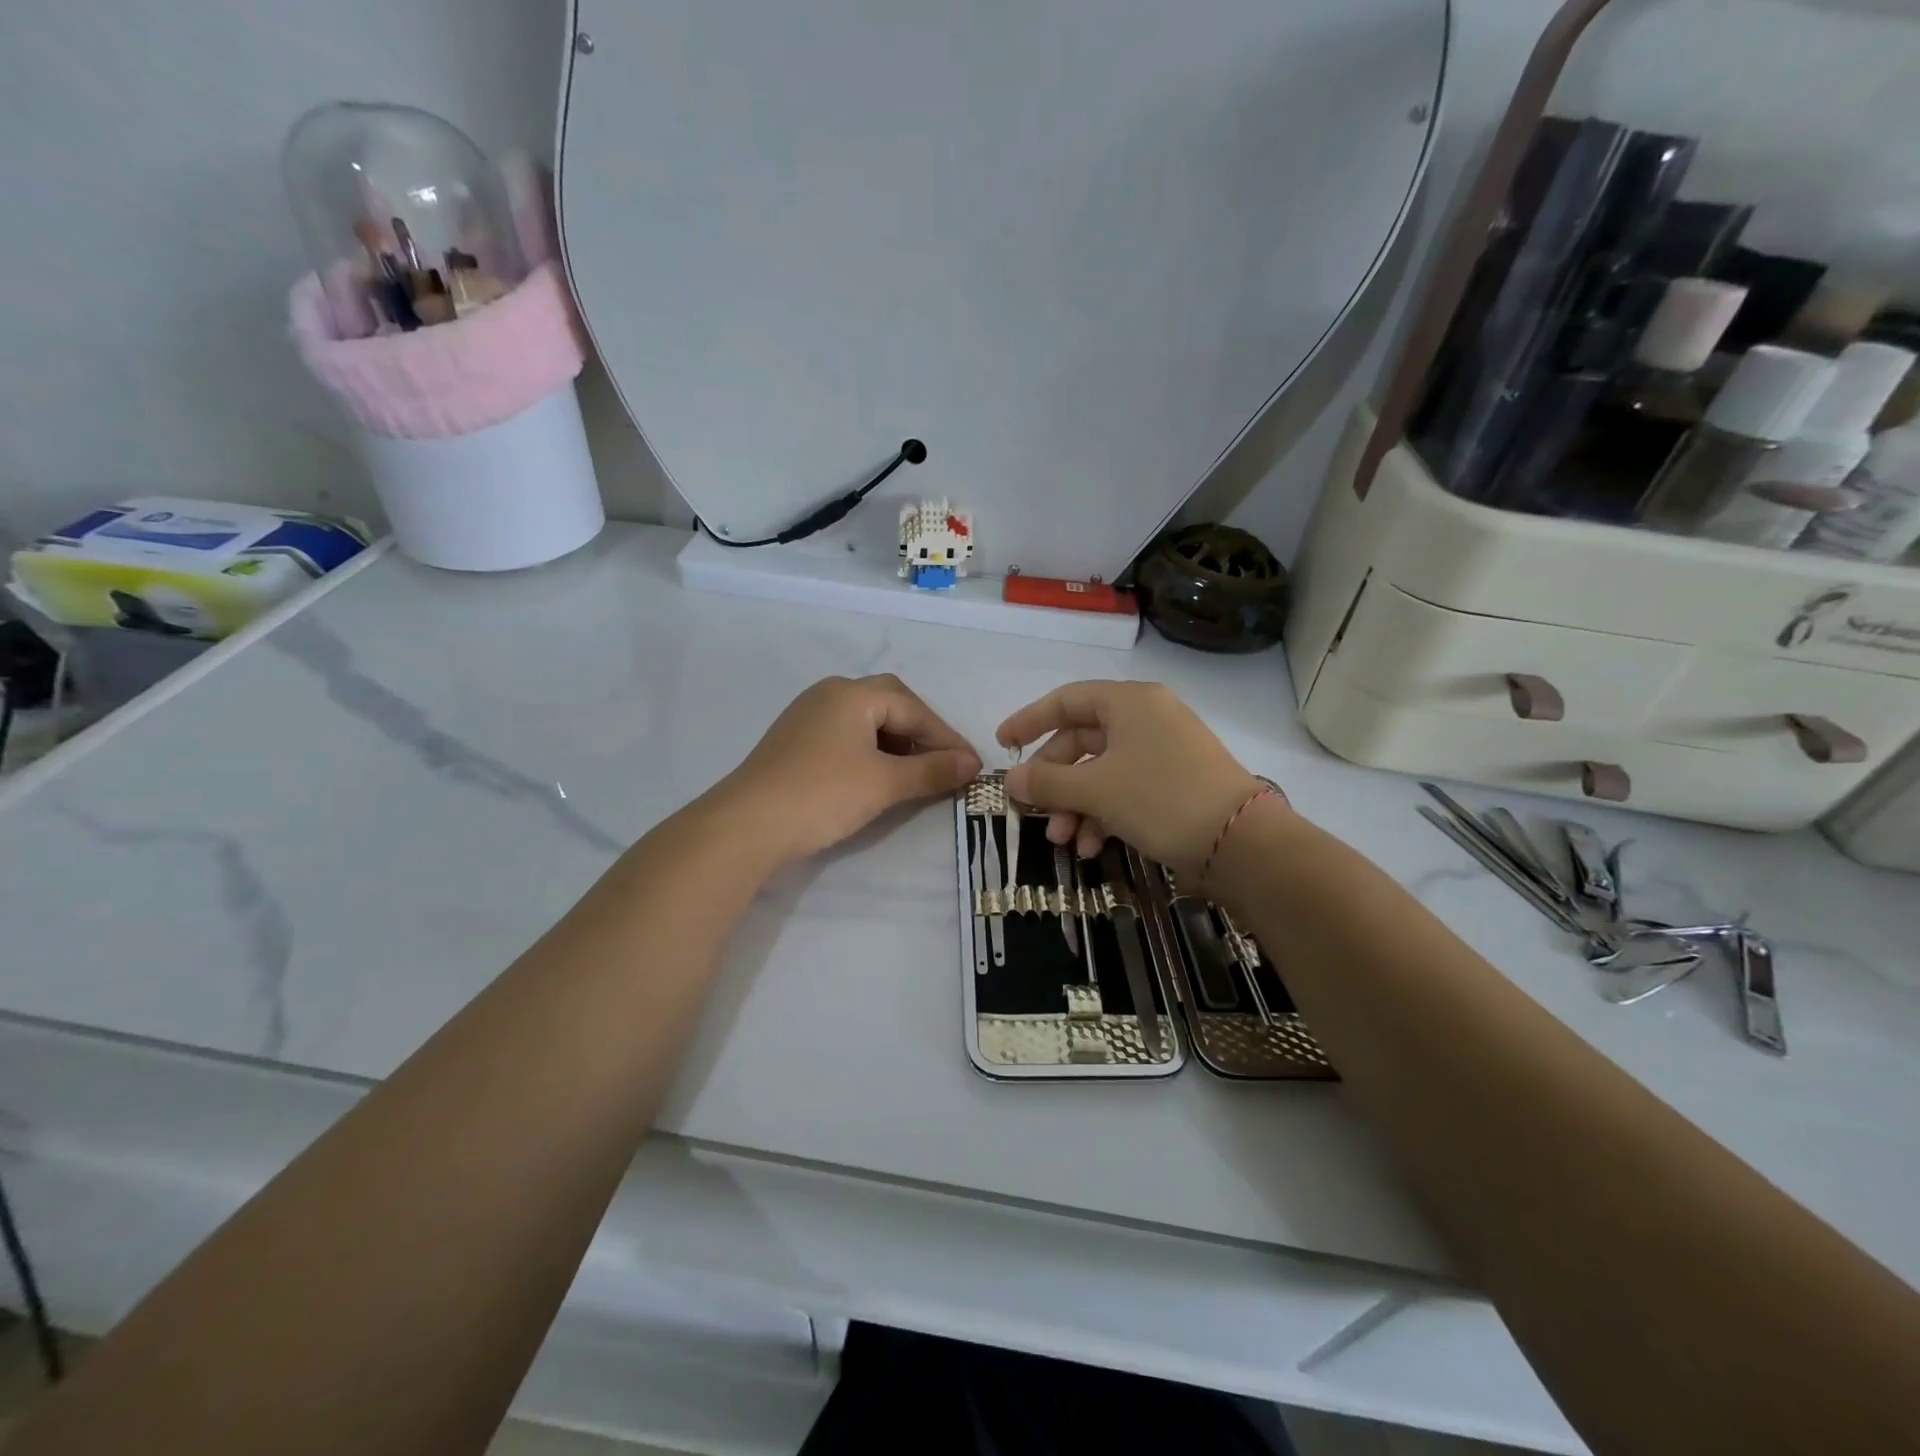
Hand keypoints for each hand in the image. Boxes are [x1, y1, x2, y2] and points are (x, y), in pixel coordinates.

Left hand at [721, 675, 980, 863]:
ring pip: (867, 719)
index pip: (914, 709)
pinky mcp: (795, 739)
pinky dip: (871, 749)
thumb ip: (931, 770)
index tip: (971, 766)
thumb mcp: (884, 784)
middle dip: (921, 732)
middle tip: (943, 761)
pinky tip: (877, 775)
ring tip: (915, 772)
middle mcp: (830, 693)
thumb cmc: (822, 795)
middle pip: (890, 703)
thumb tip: (971, 763)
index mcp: (853, 694)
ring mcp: (808, 715)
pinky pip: (846, 734)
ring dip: (896, 741)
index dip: (946, 737)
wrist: (746, 825)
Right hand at [999, 681, 1273, 875]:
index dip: (1030, 721)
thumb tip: (1011, 780)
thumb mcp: (1096, 790)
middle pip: (1081, 741)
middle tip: (1033, 811)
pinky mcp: (1174, 785)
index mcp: (1129, 703)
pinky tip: (1092, 847)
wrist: (1242, 844)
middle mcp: (1146, 719)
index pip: (1066, 700)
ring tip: (1064, 840)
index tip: (1003, 746)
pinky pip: (1124, 790)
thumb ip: (1047, 782)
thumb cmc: (1161, 798)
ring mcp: (1163, 753)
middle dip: (1054, 781)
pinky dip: (1103, 815)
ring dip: (1075, 805)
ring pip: (1101, 772)